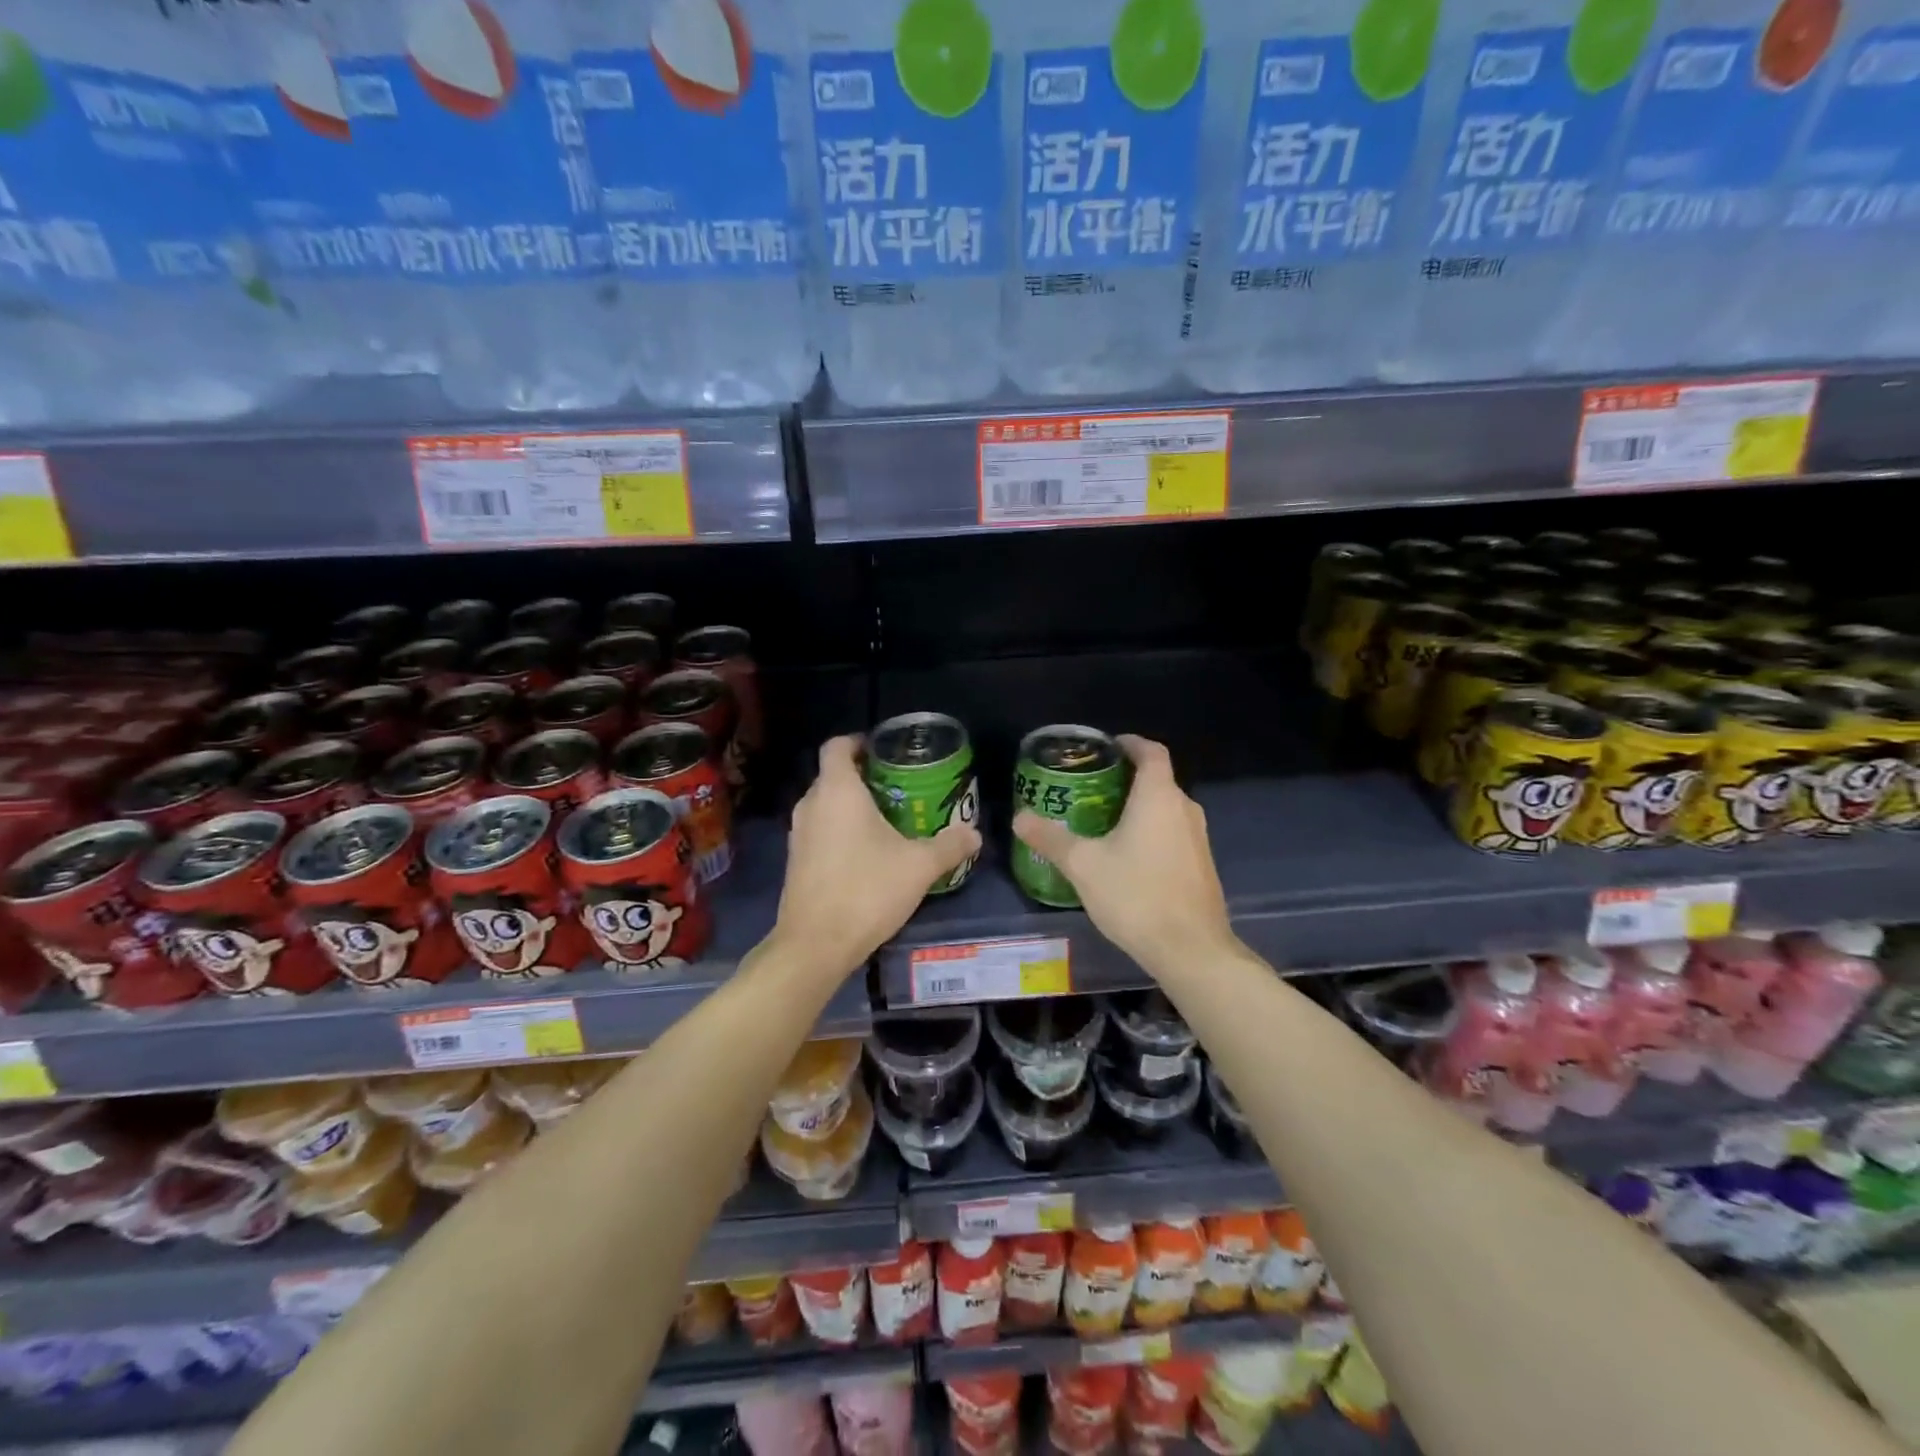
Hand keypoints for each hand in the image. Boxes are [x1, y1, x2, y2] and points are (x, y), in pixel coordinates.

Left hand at [772, 735, 980, 976]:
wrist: (815, 945)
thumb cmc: (866, 891)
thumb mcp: (918, 867)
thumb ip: (949, 846)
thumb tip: (975, 834)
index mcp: (837, 791)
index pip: (838, 746)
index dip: (860, 741)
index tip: (886, 751)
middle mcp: (811, 804)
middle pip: (834, 775)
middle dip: (864, 776)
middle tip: (900, 787)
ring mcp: (798, 834)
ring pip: (826, 805)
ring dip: (852, 806)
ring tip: (889, 818)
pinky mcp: (795, 860)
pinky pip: (819, 830)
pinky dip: (840, 830)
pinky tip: (868, 852)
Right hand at [1012, 735, 1233, 976]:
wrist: (1191, 949)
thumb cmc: (1136, 895)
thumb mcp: (1083, 865)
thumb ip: (1051, 838)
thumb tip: (1019, 818)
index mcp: (1158, 797)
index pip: (1150, 751)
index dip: (1129, 743)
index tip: (1105, 748)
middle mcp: (1184, 809)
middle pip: (1157, 780)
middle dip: (1125, 778)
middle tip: (1090, 787)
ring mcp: (1199, 838)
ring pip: (1166, 809)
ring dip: (1138, 808)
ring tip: (1101, 821)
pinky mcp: (1202, 865)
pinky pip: (1173, 833)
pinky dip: (1151, 832)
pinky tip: (1126, 857)